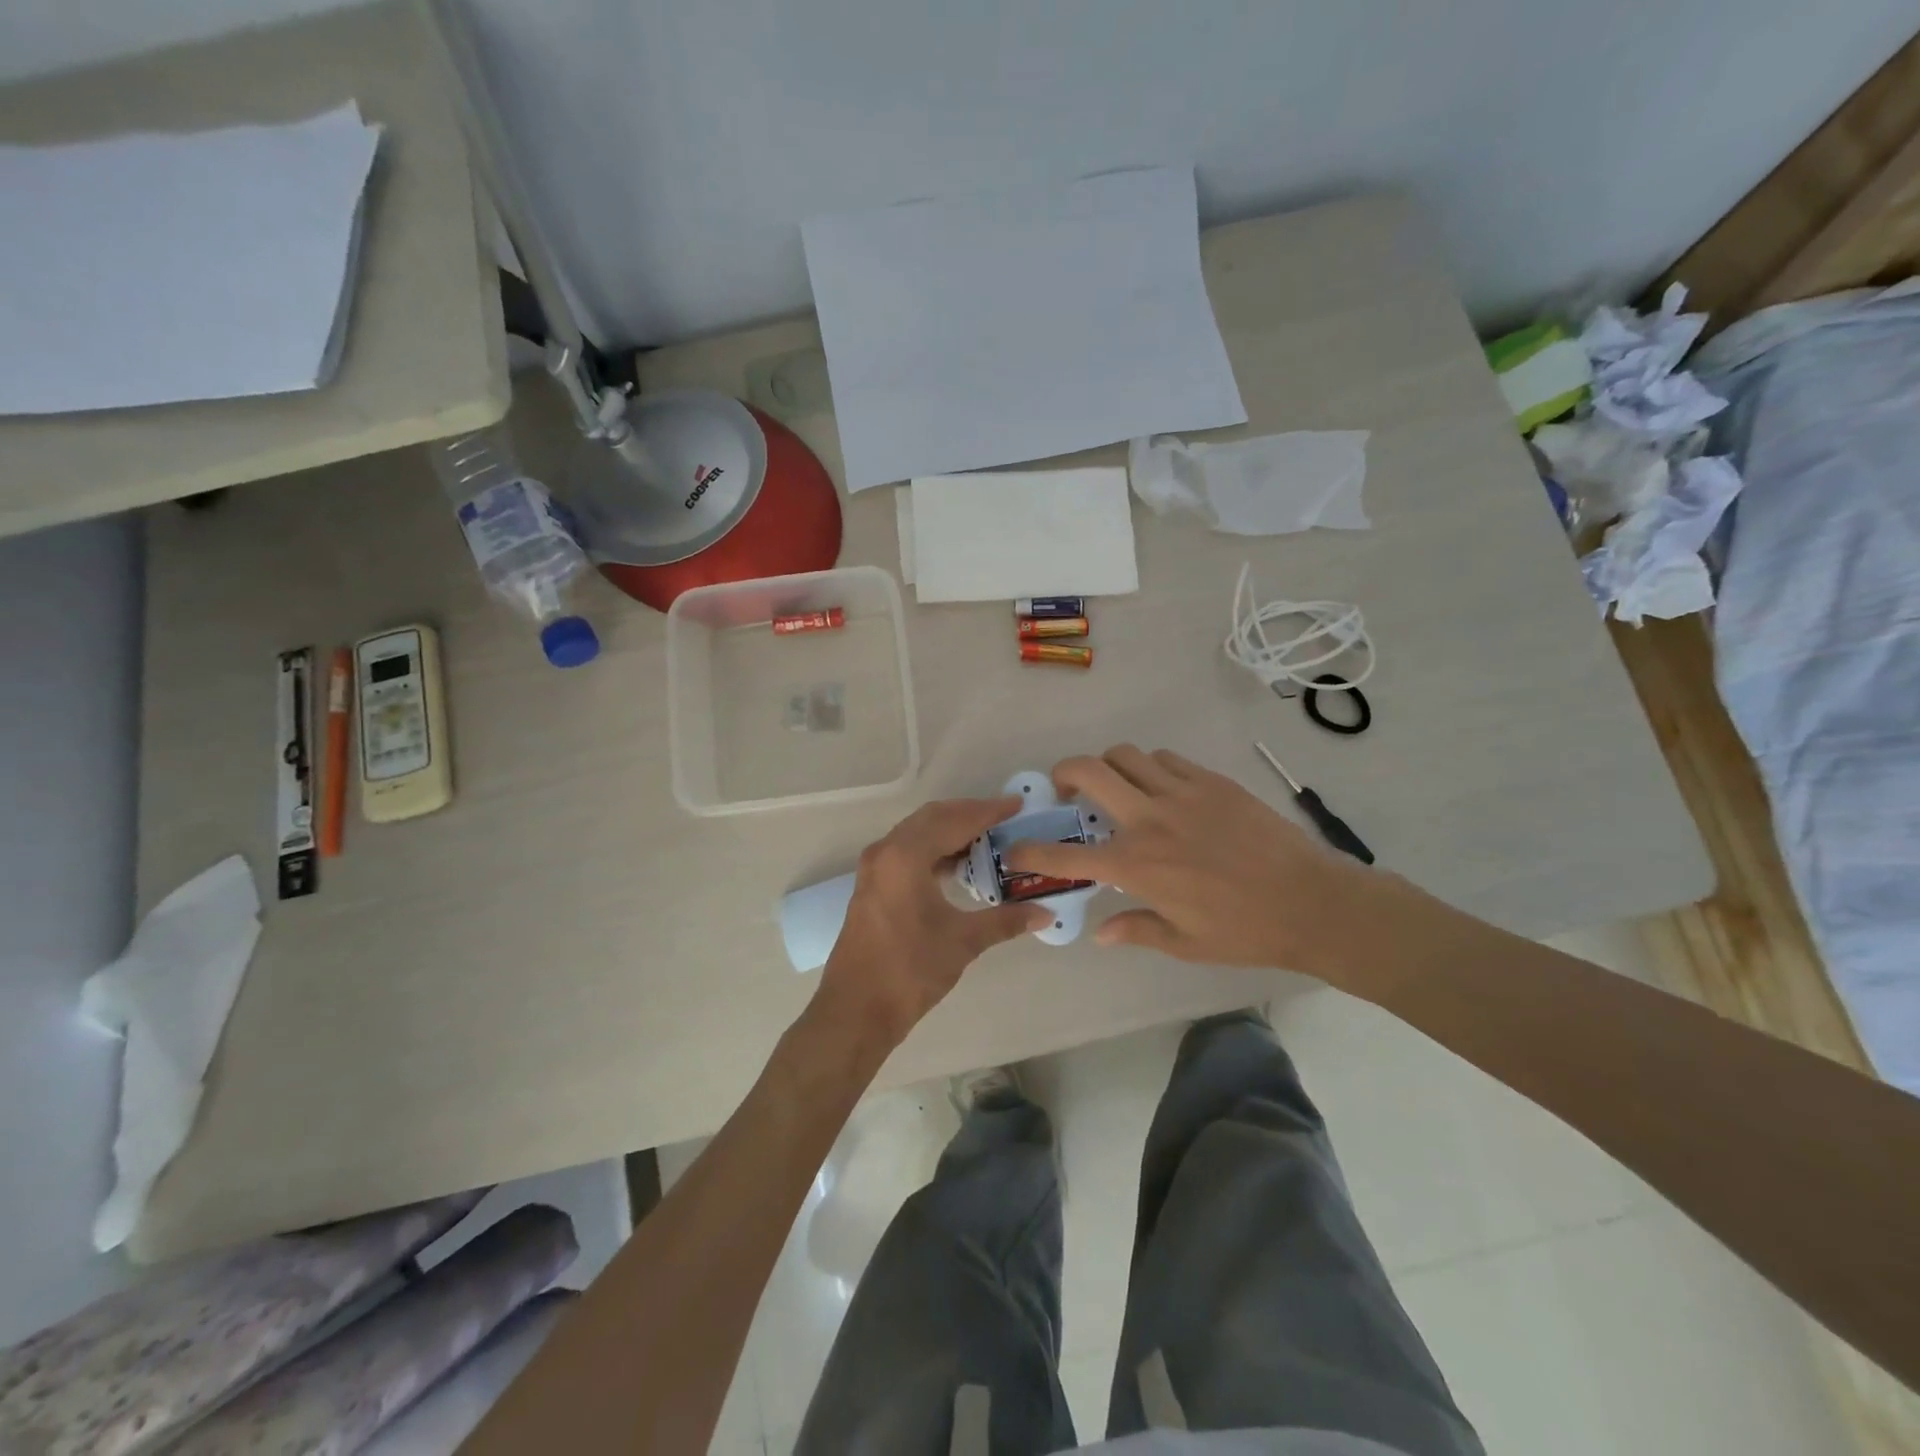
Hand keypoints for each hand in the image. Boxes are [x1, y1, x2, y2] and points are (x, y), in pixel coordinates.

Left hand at [816, 797, 1049, 1048]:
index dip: (988, 811)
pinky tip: (958, 865)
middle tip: (1004, 818)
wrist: (856, 1010)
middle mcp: (886, 851)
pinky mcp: (872, 886)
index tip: (1017, 805)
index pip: (954, 821)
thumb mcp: (963, 942)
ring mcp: (874, 868)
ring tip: (987, 839)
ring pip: (917, 833)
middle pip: (933, 818)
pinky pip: (907, 851)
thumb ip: (1005, 921)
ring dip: (950, 831)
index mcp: (905, 856)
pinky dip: (934, 849)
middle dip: (969, 814)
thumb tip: (1044, 913)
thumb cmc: (909, 970)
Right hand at [1004, 746, 1381, 979]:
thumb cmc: (1244, 930)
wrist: (1312, 902)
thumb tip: (1101, 933)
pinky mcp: (1211, 781)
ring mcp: (1182, 793)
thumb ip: (1136, 929)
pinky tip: (1162, 789)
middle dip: (1063, 773)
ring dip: (1109, 767)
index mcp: (1137, 865)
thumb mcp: (1184, 943)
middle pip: (1089, 771)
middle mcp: (1150, 819)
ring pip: (1126, 755)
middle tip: (1067, 791)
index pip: (1067, 855)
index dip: (1033, 851)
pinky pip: (1166, 759)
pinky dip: (1150, 768)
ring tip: (1118, 788)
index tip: (1015, 848)